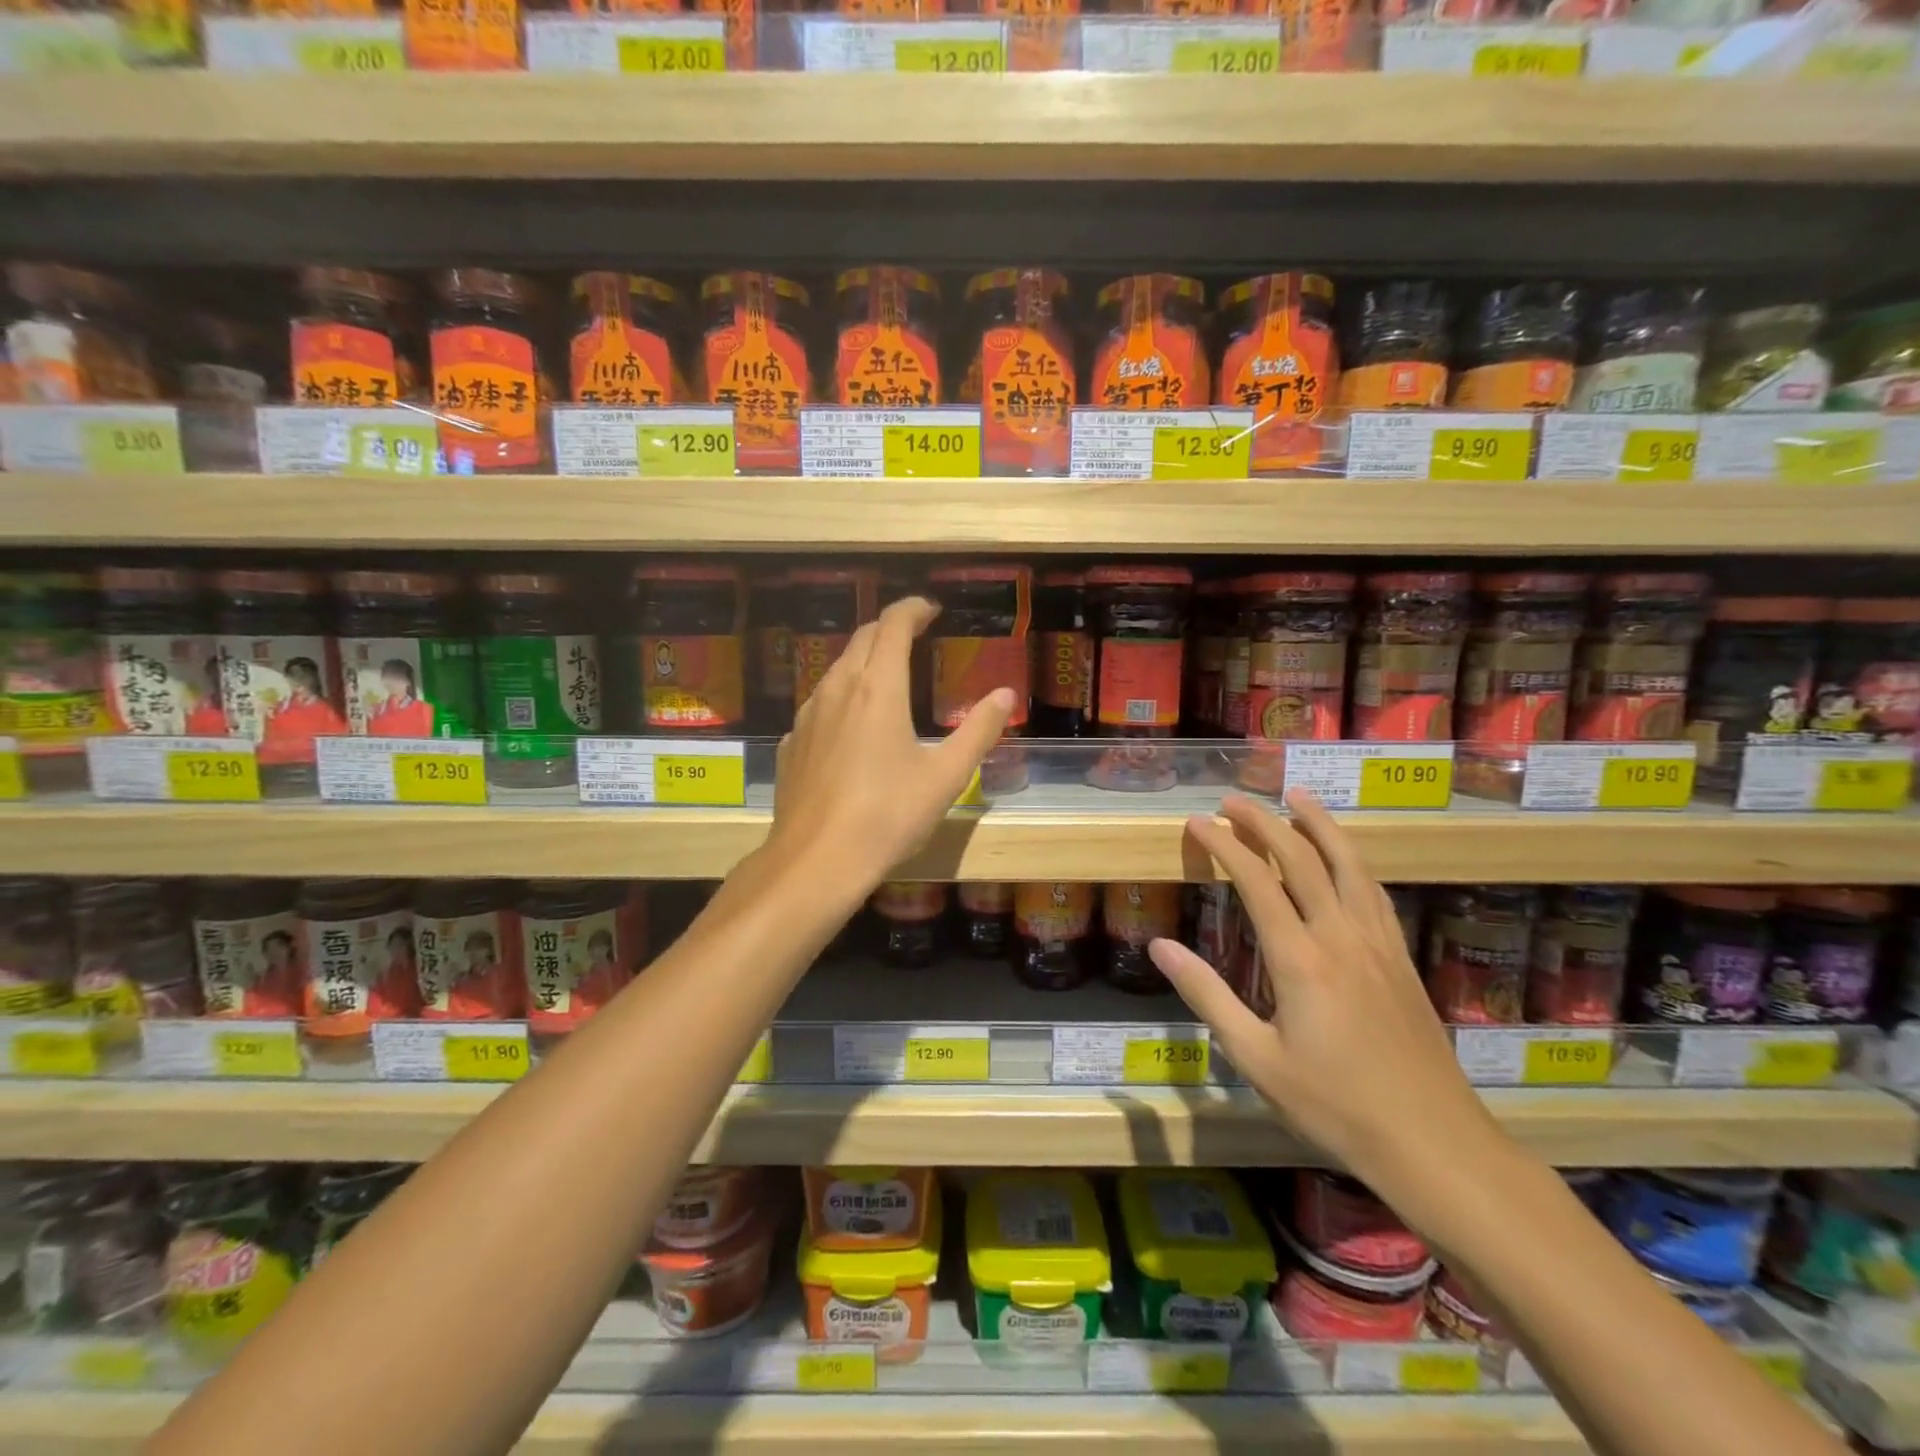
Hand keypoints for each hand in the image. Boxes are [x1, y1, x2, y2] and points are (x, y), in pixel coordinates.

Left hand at [767, 596, 1013, 893]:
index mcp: (878, 688)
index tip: (930, 609)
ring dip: (864, 659)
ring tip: (887, 674)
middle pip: (862, 638)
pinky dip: (842, 694)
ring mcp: (808, 715)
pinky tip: (852, 723)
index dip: (913, 609)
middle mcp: (838, 689)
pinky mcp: (793, 743)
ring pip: (837, 668)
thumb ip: (979, 731)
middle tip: (914, 634)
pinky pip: (820, 702)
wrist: (817, 860)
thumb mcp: (946, 776)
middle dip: (890, 628)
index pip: (893, 625)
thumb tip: (1004, 694)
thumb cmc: (889, 815)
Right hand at [1149, 791, 1505, 1192]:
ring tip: (1297, 796)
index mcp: (1299, 958)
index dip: (1223, 844)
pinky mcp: (1401, 958)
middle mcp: (1340, 936)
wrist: (1433, 1143)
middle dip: (1263, 821)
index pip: (1256, 880)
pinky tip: (1345, 857)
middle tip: (1233, 799)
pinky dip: (1351, 859)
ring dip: (1319, 825)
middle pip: (1301, 858)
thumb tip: (1160, 946)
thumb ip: (1206, 995)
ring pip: (1348, 864)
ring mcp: (1377, 944)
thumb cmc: (1334, 1105)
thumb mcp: (1256, 1058)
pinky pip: (1373, 891)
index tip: (1197, 822)